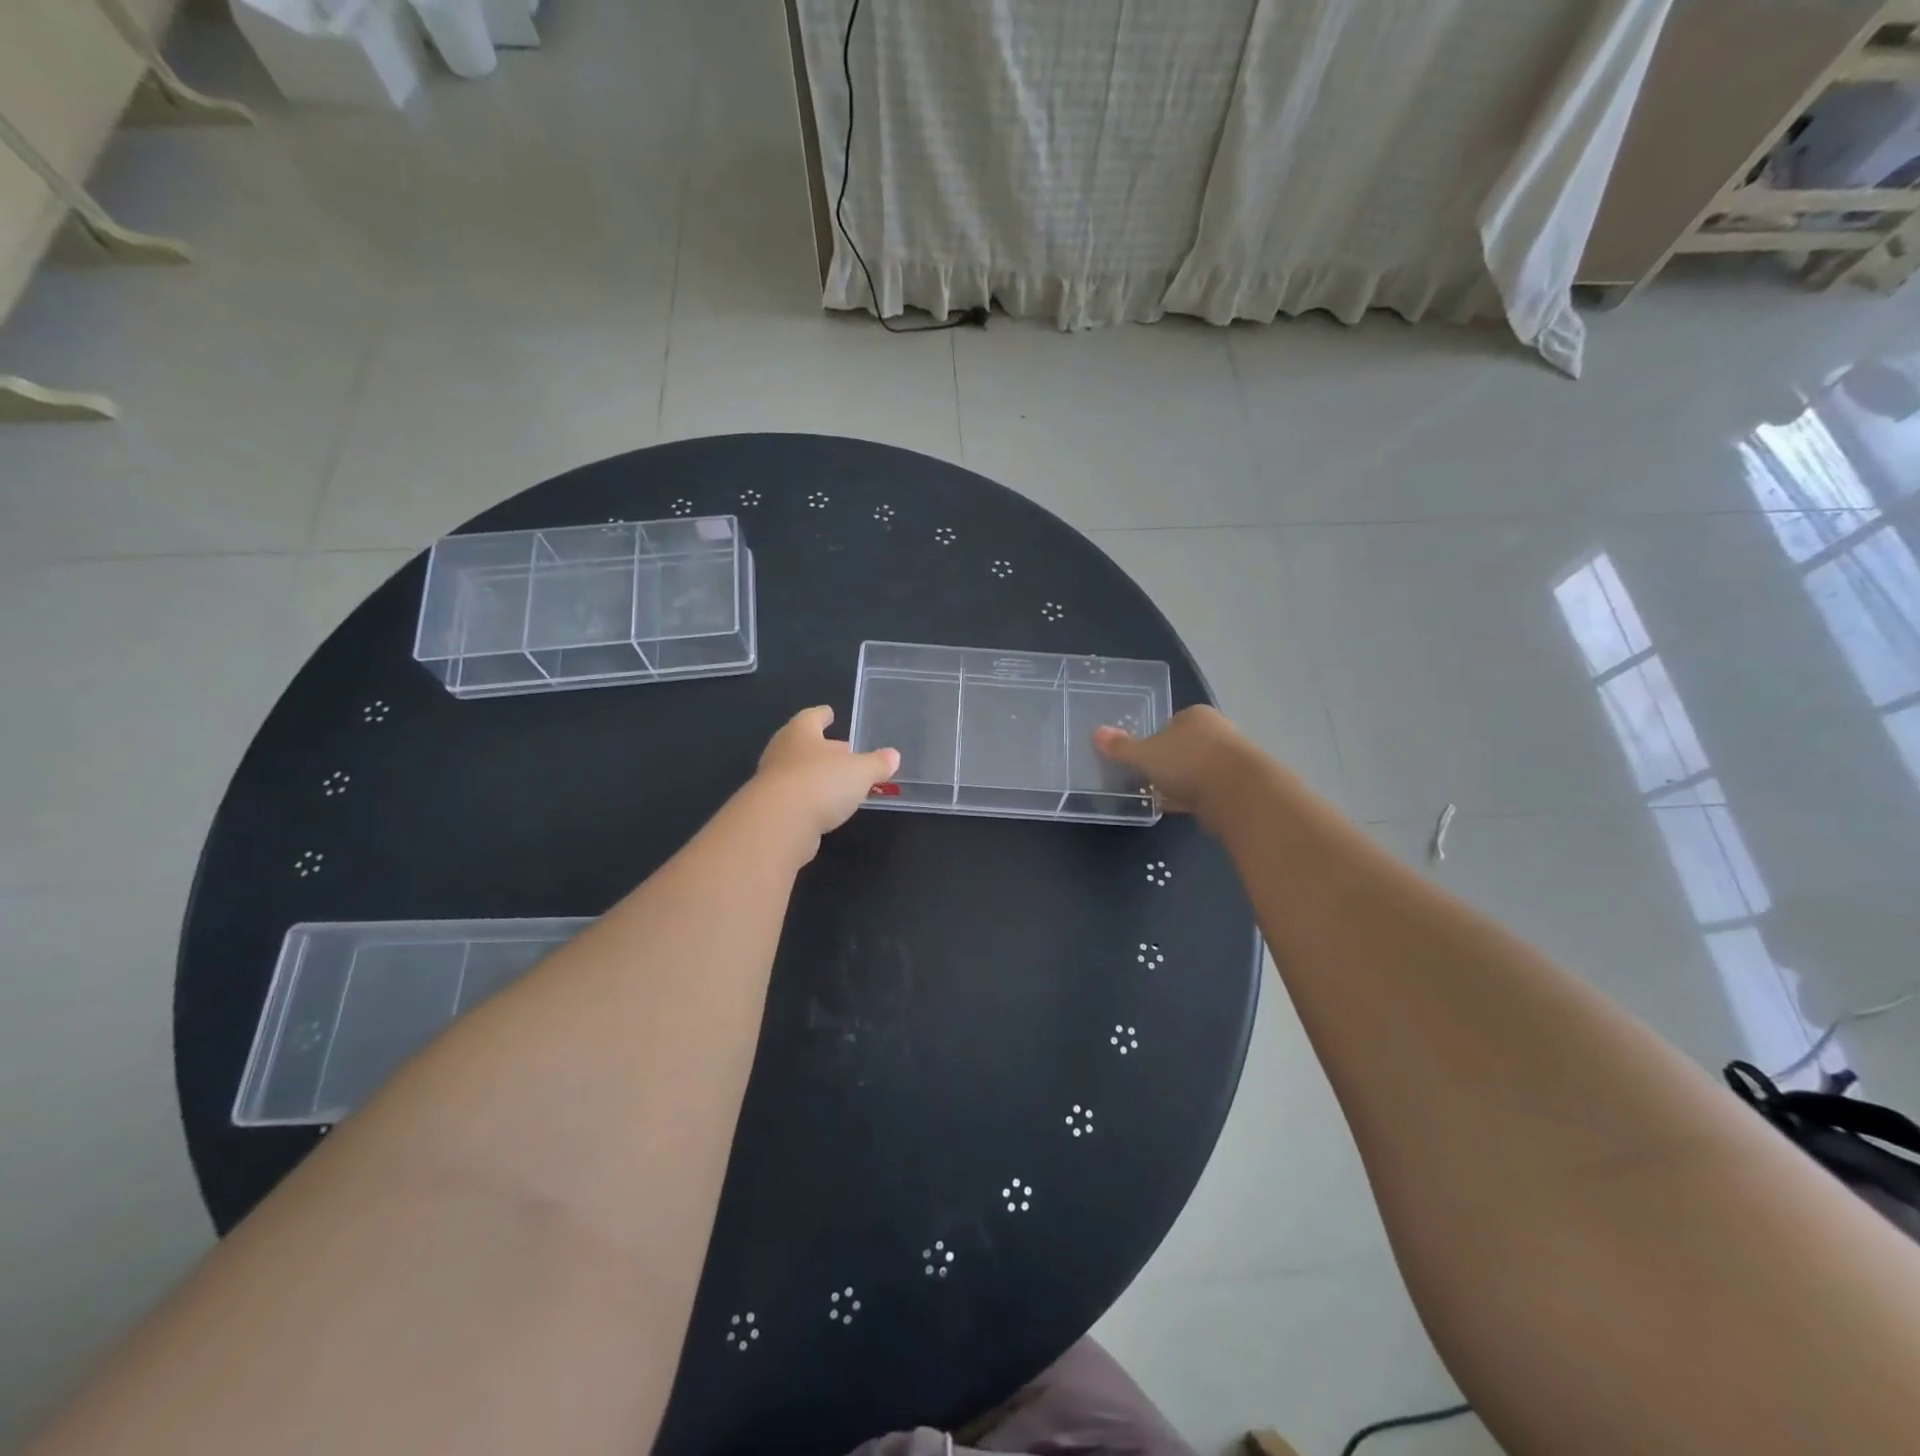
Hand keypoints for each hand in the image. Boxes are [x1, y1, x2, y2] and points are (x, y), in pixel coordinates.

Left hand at [752, 706, 898, 839]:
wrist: (778, 824)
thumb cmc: (821, 783)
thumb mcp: (860, 772)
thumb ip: (876, 764)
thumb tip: (893, 756)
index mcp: (801, 733)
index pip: (811, 717)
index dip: (822, 715)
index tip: (829, 713)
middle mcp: (781, 752)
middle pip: (801, 744)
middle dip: (821, 748)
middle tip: (842, 750)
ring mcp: (771, 782)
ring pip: (796, 772)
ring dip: (815, 775)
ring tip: (837, 782)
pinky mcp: (769, 811)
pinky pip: (793, 799)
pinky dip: (808, 800)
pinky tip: (823, 808)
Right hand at [1093, 705, 1252, 829]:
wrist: (1238, 793)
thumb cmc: (1187, 761)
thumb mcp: (1144, 754)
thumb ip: (1121, 747)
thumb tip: (1095, 733)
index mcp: (1195, 716)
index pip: (1171, 722)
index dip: (1155, 739)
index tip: (1142, 757)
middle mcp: (1217, 731)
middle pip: (1186, 745)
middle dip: (1169, 761)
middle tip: (1148, 777)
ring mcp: (1231, 760)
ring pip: (1198, 768)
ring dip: (1182, 781)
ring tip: (1161, 795)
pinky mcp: (1238, 787)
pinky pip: (1208, 790)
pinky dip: (1194, 797)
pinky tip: (1179, 808)